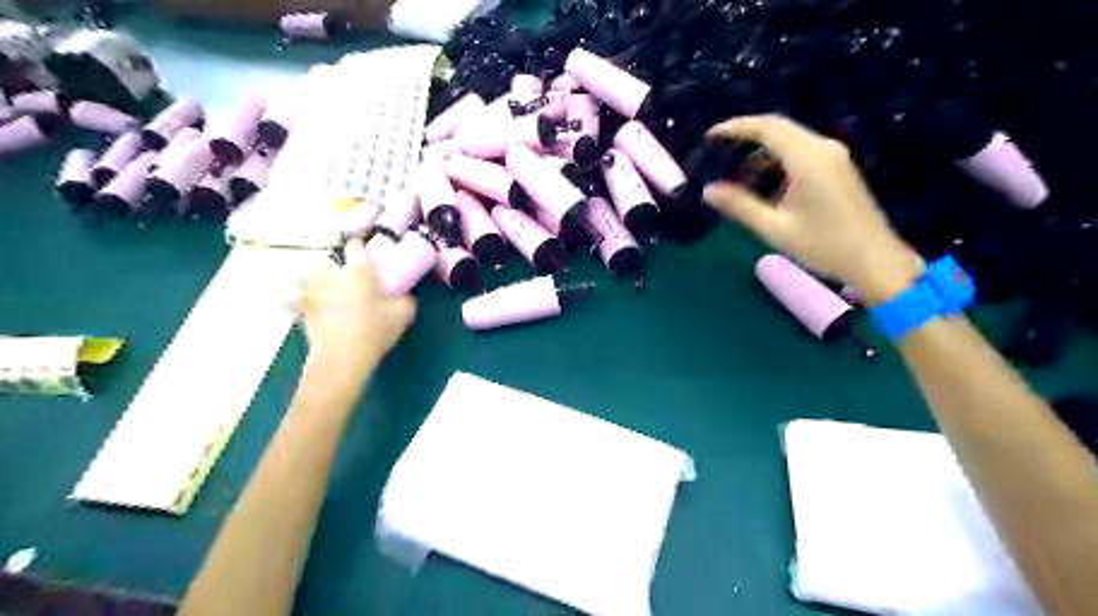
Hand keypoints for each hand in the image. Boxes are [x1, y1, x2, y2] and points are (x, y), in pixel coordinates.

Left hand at [298, 237, 418, 373]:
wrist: (342, 355)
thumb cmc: (375, 330)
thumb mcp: (403, 315)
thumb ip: (406, 301)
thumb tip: (405, 297)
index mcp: (359, 271)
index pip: (355, 246)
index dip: (359, 246)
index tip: (364, 251)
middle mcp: (333, 275)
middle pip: (327, 261)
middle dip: (333, 266)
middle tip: (344, 277)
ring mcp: (313, 291)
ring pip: (305, 276)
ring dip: (312, 279)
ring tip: (322, 289)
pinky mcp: (301, 310)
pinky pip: (292, 299)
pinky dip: (294, 299)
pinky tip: (300, 304)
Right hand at [703, 112, 922, 305]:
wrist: (874, 260)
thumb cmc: (823, 246)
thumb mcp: (774, 228)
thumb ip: (739, 206)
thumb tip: (708, 190)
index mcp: (808, 158)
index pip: (766, 128)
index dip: (735, 127)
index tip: (710, 136)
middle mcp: (823, 148)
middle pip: (778, 129)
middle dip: (745, 138)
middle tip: (717, 154)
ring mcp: (833, 156)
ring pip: (789, 141)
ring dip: (761, 154)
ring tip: (737, 180)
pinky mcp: (838, 167)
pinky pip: (801, 153)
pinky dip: (777, 162)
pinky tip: (765, 188)